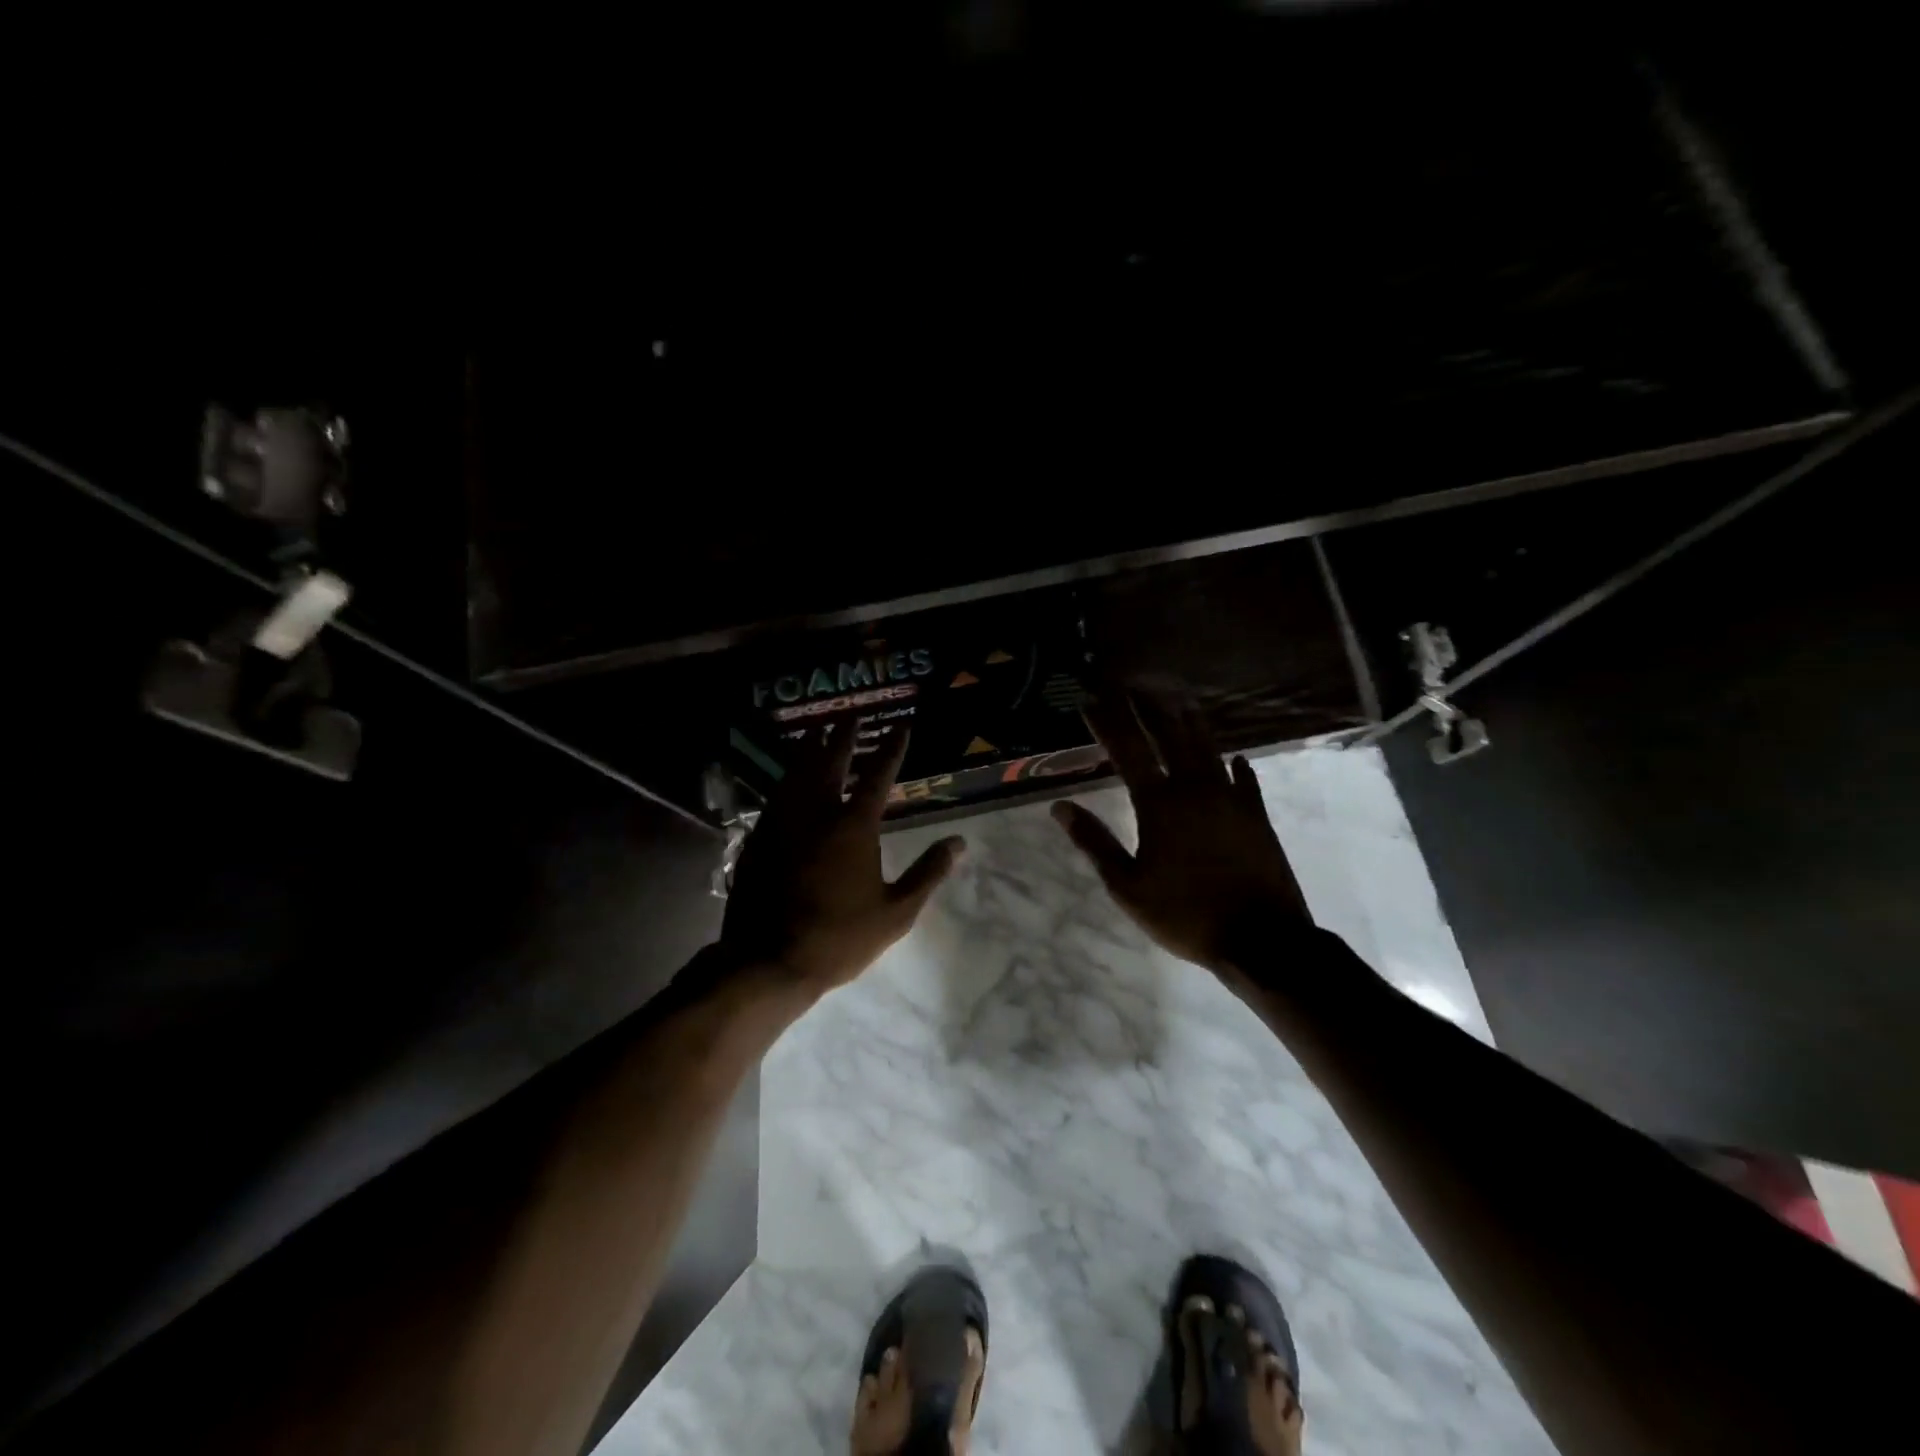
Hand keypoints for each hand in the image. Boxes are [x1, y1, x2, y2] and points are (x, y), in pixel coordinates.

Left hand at [722, 724, 964, 998]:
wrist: (769, 960)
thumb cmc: (840, 938)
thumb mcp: (896, 912)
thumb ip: (928, 873)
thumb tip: (959, 842)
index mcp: (854, 827)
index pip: (878, 775)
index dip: (892, 748)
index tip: (901, 726)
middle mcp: (817, 813)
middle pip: (830, 762)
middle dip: (843, 737)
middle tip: (851, 716)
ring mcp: (783, 823)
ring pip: (796, 772)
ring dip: (809, 748)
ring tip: (815, 731)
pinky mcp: (759, 838)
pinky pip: (775, 795)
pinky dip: (786, 778)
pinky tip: (787, 778)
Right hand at [1053, 687, 1310, 979]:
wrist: (1261, 939)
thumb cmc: (1185, 914)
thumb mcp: (1127, 886)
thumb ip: (1094, 842)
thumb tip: (1060, 807)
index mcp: (1160, 804)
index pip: (1127, 750)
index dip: (1107, 722)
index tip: (1090, 700)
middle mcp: (1195, 789)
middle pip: (1169, 734)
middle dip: (1148, 707)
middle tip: (1133, 685)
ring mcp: (1231, 799)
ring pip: (1208, 747)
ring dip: (1190, 721)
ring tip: (1179, 700)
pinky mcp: (1257, 815)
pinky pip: (1245, 779)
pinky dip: (1236, 764)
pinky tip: (1235, 757)